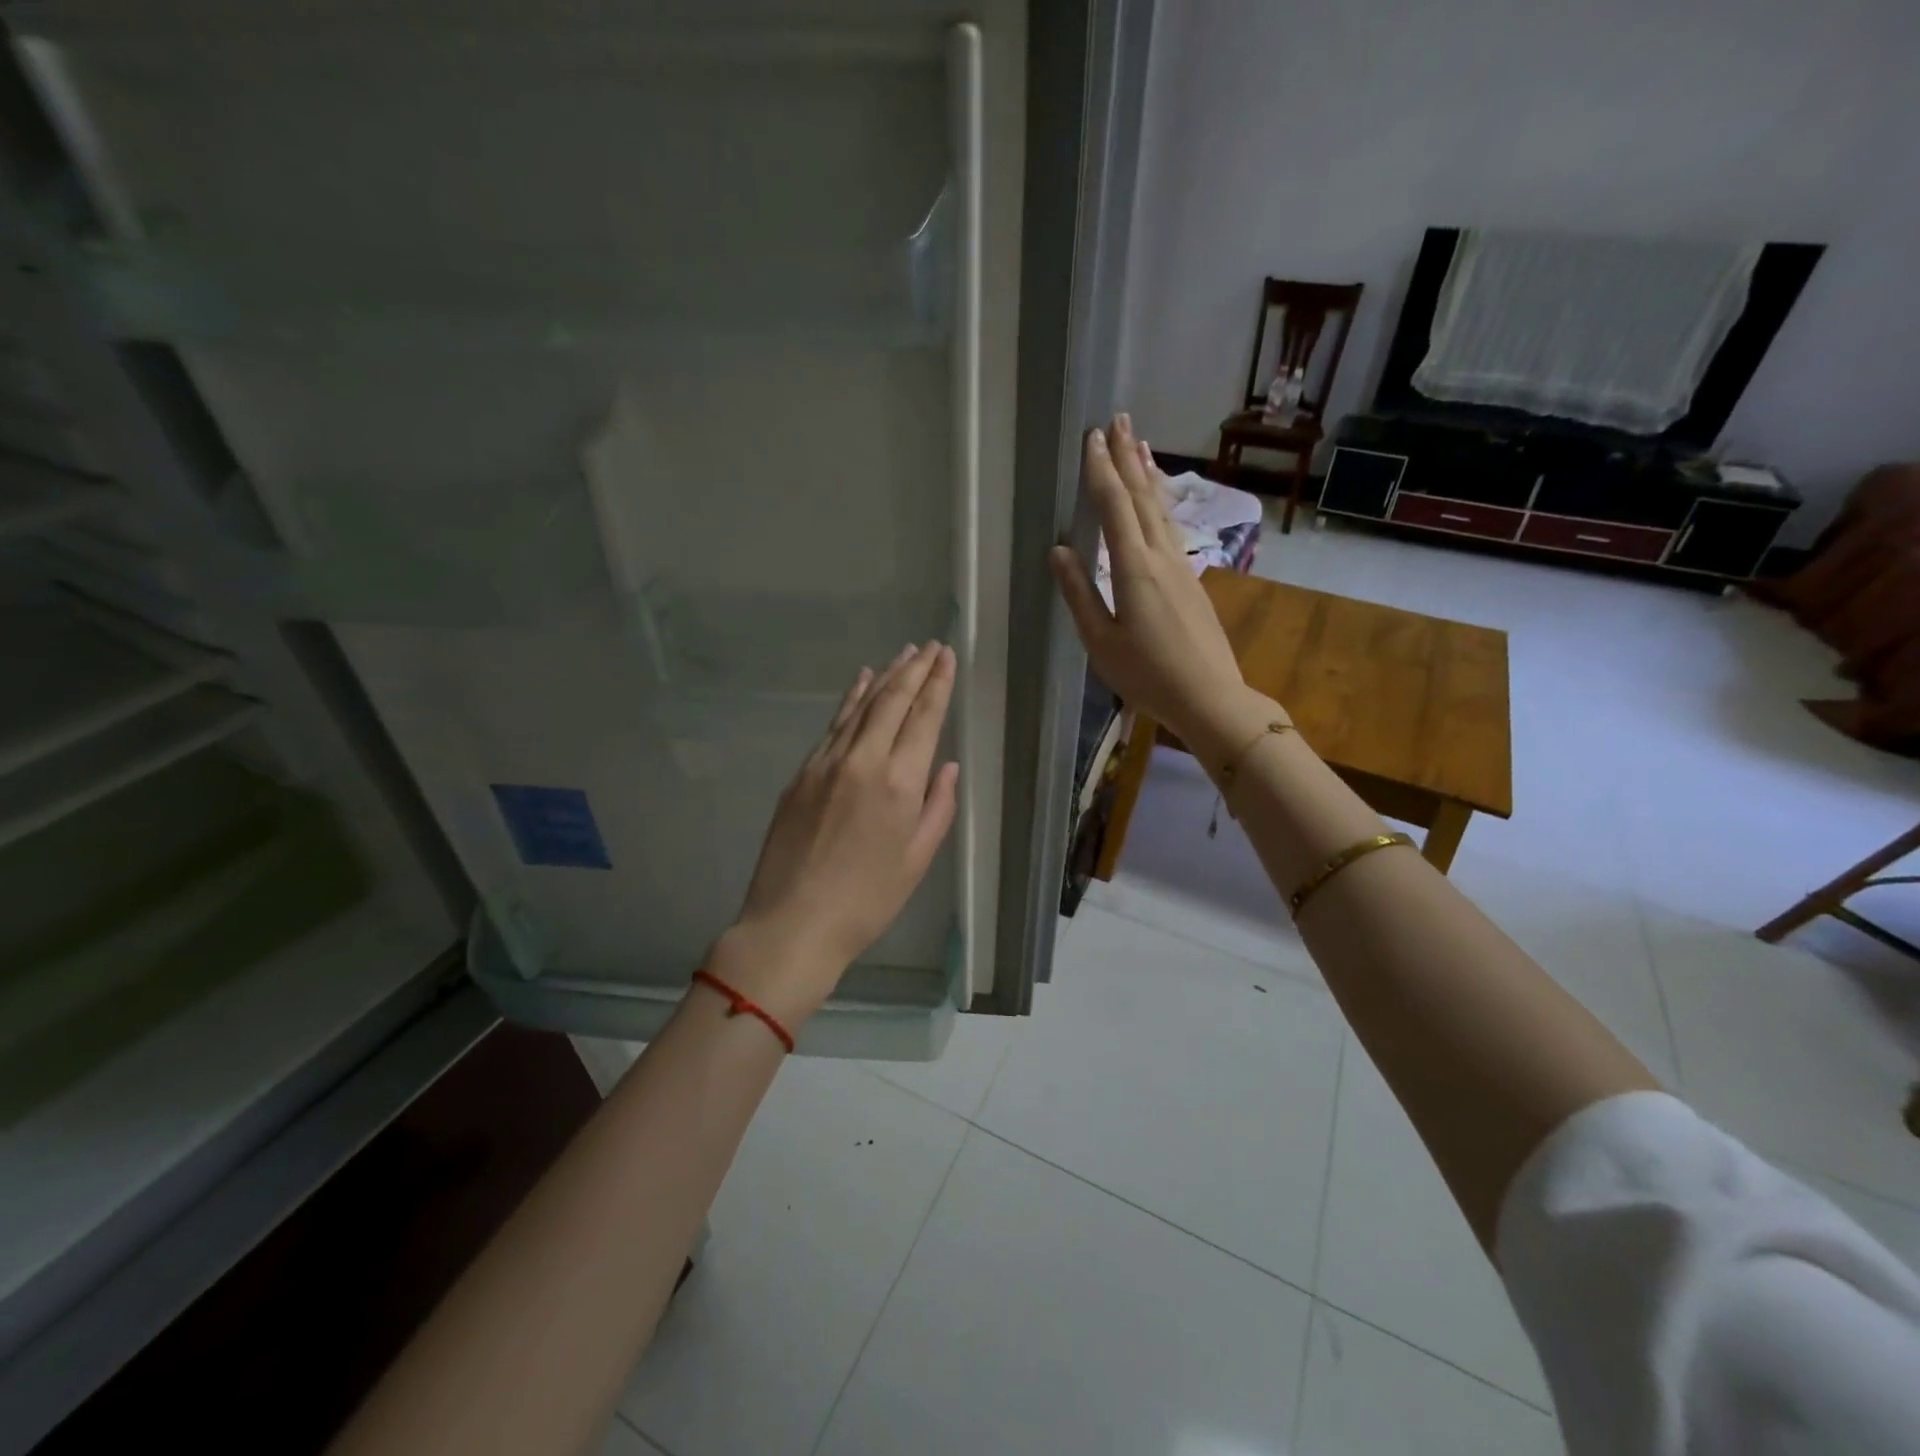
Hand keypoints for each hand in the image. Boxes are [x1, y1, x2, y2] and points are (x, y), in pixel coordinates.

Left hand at [719, 642, 960, 1023]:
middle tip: (930, 646)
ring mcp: (827, 763)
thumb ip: (938, 807)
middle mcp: (864, 761)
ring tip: (903, 654)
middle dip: (915, 669)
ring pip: (860, 706)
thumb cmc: (867, 901)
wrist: (793, 922)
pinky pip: (833, 724)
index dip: (938, 683)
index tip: (947, 656)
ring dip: (885, 676)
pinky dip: (851, 699)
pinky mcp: (802, 773)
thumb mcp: (918, 860)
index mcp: (900, 784)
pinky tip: (861, 681)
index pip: (923, 718)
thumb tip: (947, 766)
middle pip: (892, 701)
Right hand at [1050, 414, 1269, 755]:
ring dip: (1149, 473)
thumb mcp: (1101, 642)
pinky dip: (1162, 502)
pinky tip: (1159, 500)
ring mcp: (1182, 566)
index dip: (1101, 471)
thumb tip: (1059, 549)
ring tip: (1140, 443)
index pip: (1115, 508)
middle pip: (1143, 497)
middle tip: (1118, 419)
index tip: (1091, 438)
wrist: (1210, 697)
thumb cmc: (1147, 676)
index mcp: (1134, 569)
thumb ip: (1079, 593)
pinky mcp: (1193, 580)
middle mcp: (1162, 557)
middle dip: (1127, 457)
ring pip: (1163, 509)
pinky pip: (1173, 527)